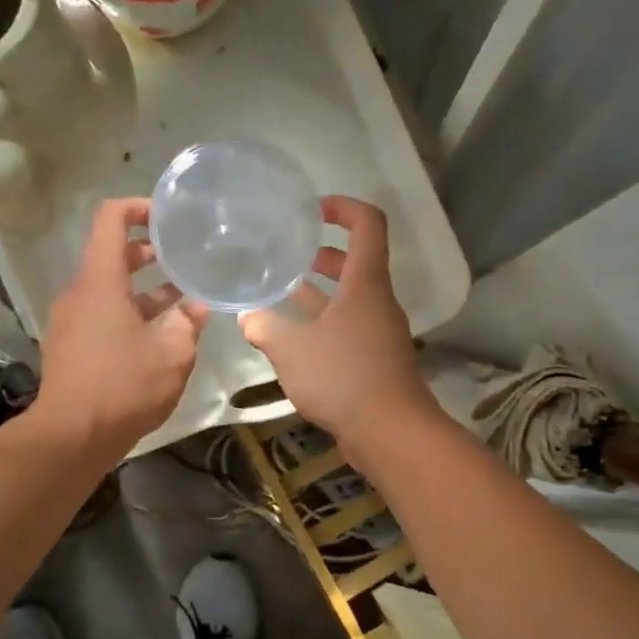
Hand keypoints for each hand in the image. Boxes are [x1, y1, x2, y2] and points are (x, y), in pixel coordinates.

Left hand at [34, 198, 208, 453]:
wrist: (72, 437)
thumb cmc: (123, 387)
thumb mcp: (172, 354)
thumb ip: (188, 322)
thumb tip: (198, 305)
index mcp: (101, 281)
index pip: (111, 219)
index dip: (138, 207)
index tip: (168, 216)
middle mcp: (80, 293)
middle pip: (111, 254)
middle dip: (148, 252)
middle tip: (184, 258)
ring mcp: (71, 320)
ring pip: (109, 288)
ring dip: (144, 289)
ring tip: (182, 300)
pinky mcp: (72, 345)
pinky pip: (102, 313)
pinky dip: (130, 312)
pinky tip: (160, 335)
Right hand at [241, 197, 436, 449]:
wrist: (390, 431)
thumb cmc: (343, 377)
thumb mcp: (292, 349)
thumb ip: (265, 327)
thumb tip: (248, 317)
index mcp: (365, 284)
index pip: (368, 224)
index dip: (344, 207)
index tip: (314, 210)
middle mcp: (377, 302)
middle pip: (356, 263)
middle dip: (324, 255)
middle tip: (289, 255)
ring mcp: (379, 332)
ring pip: (350, 299)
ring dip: (320, 292)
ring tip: (283, 292)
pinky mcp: (375, 360)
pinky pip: (348, 328)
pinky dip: (324, 323)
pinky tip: (294, 339)